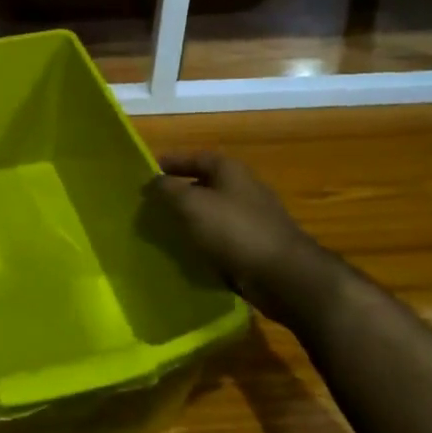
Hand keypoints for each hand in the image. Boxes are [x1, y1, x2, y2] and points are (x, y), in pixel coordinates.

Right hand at [148, 152, 314, 304]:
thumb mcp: (192, 204)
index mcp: (230, 171)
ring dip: (191, 220)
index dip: (173, 162)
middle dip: (179, 193)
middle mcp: (244, 189)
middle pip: (205, 185)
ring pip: (213, 214)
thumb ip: (168, 190)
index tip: (149, 172)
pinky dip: (205, 242)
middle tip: (152, 204)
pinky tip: (188, 254)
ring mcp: (253, 219)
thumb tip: (153, 181)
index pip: (196, 157)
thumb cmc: (234, 230)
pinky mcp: (256, 246)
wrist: (282, 275)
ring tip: (164, 231)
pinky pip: (223, 239)